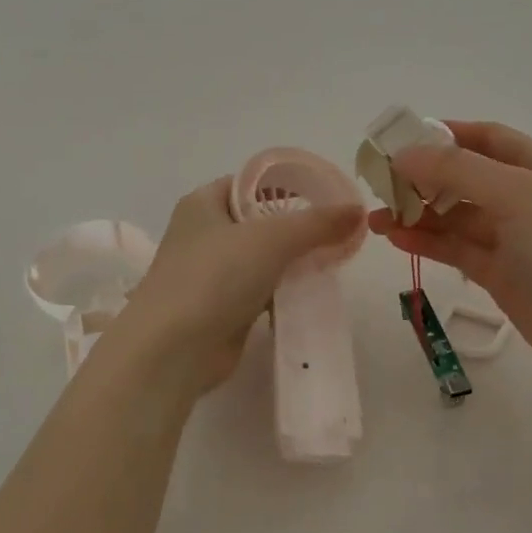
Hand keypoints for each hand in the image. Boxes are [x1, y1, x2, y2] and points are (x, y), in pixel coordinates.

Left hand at [113, 177, 365, 399]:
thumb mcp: (272, 238)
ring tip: (334, 261)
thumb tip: (358, 210)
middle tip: (338, 232)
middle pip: (260, 222)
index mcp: (203, 203)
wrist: (173, 349)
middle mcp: (204, 234)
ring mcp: (210, 274)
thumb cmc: (215, 276)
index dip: (287, 186)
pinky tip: (313, 296)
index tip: (327, 196)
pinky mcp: (221, 310)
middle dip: (297, 228)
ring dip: (293, 263)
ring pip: (262, 260)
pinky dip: (284, 293)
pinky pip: (261, 292)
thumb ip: (317, 223)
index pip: (251, 183)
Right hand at [370, 122, 531, 390]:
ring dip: (418, 213)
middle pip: (465, 177)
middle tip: (380, 184)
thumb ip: (456, 171)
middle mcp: (525, 197)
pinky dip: (428, 242)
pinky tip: (396, 238)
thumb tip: (404, 155)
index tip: (401, 141)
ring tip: (376, 218)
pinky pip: (457, 249)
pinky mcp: (501, 274)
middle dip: (423, 178)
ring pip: (457, 216)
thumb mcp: (514, 195)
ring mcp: (513, 238)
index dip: (445, 135)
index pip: (486, 138)